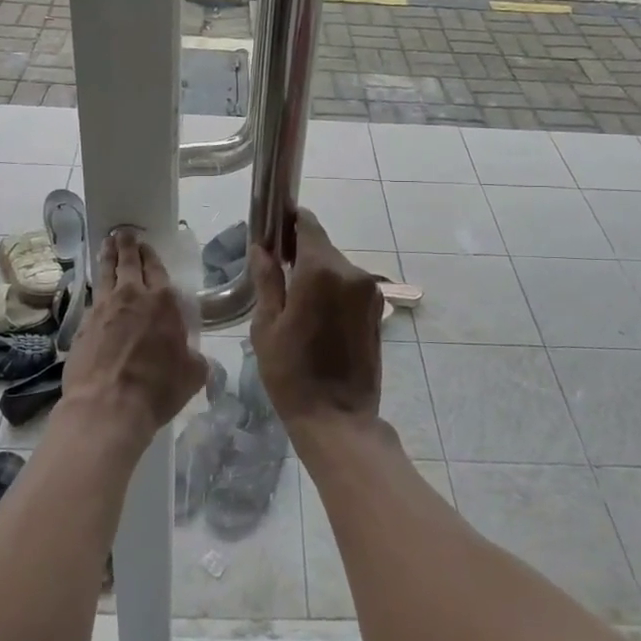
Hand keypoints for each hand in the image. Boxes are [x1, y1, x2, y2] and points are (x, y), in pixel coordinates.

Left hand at [61, 227, 207, 442]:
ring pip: (106, 274)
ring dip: (107, 257)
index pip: (157, 269)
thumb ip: (195, 358)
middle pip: (129, 263)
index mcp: (164, 302)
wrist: (107, 407)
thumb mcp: (192, 375)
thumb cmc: (157, 389)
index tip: (145, 245)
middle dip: (127, 246)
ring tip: (106, 244)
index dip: (151, 256)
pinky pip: (93, 298)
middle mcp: (132, 297)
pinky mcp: (83, 325)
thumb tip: (195, 357)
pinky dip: (97, 288)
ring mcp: (104, 309)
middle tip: (123, 233)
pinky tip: (97, 289)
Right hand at [249, 209, 382, 428]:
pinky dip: (333, 290)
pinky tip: (317, 315)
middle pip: (322, 247)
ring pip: (337, 267)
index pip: (307, 225)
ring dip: (317, 273)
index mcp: (321, 271)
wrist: (338, 419)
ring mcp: (369, 292)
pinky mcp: (377, 310)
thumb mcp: (266, 326)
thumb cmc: (292, 374)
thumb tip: (262, 249)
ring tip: (295, 300)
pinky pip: (350, 287)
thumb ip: (267, 280)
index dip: (289, 221)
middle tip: (276, 270)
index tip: (273, 228)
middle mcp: (351, 273)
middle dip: (300, 252)